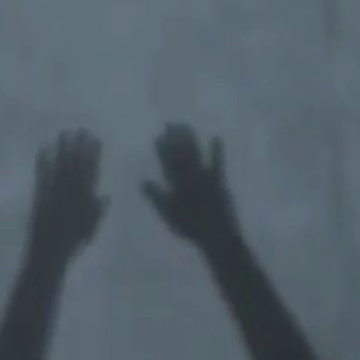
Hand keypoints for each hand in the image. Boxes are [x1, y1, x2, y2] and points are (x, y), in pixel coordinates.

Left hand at [26, 130, 106, 263]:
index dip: (93, 153)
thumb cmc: (73, 243)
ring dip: (63, 147)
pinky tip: (44, 147)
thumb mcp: (91, 228)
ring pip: (61, 164)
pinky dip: (43, 160)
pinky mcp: (41, 192)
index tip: (95, 138)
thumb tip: (107, 196)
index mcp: (84, 197)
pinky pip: (43, 173)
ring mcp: (55, 189)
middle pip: (76, 162)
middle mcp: (70, 189)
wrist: (50, 254)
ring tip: (64, 132)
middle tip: (81, 129)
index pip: (91, 170)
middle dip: (79, 145)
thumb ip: (99, 211)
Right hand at [141, 125, 238, 250]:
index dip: (162, 148)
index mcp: (177, 182)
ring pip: (195, 152)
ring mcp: (204, 174)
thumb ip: (155, 196)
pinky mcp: (218, 178)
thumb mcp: (168, 214)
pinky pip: (218, 161)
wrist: (216, 235)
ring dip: (190, 138)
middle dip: (174, 137)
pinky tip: (217, 136)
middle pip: (180, 152)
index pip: (167, 161)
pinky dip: (217, 149)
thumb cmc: (190, 227)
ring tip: (185, 125)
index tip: (158, 136)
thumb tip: (141, 180)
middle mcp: (190, 174)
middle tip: (169, 124)